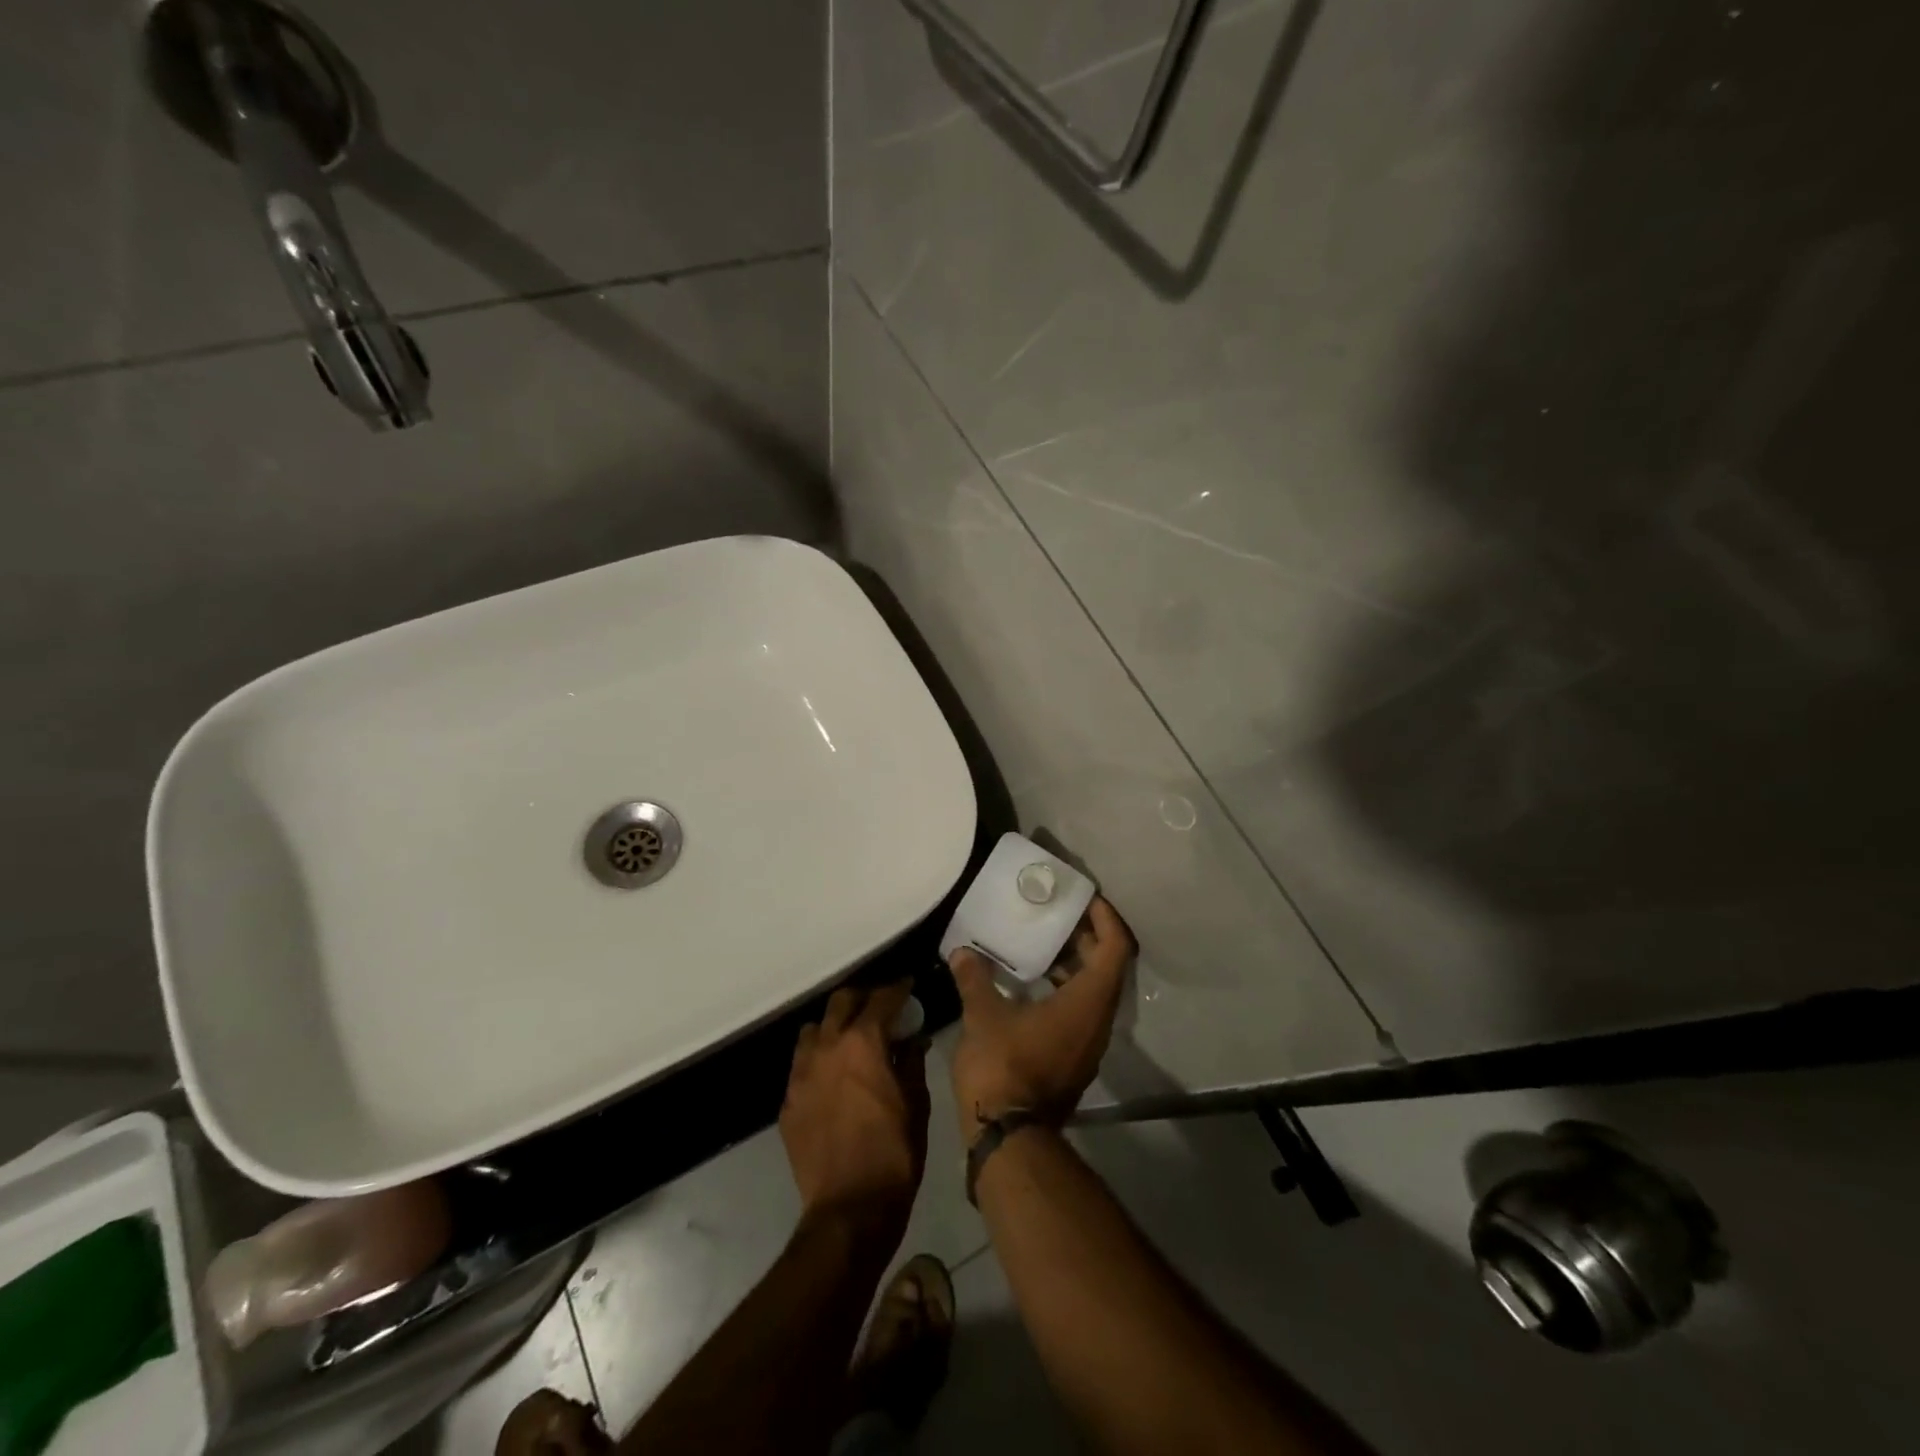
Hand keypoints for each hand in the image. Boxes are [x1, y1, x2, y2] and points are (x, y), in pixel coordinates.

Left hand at [780, 982, 929, 1237]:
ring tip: (850, 1040)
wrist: (850, 1209)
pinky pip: (802, 1065)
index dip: (898, 989)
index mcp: (863, 1042)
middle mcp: (827, 1047)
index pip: (881, 999)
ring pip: (814, 1030)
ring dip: (834, 1027)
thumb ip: (912, 1061)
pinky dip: (819, 1060)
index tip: (908, 987)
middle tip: (880, 1008)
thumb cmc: (894, 1153)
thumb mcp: (916, 1103)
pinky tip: (833, 1079)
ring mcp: (801, 1074)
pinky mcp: (788, 1101)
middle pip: (841, 1002)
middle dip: (863, 999)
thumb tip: (913, 1039)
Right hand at [949, 896, 1135, 1144]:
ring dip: (1074, 965)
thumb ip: (975, 978)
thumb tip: (961, 952)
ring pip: (1093, 992)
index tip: (1084, 899)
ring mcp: (1088, 1045)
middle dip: (1086, 937)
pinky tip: (1030, 984)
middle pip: (1107, 968)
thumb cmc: (1003, 1066)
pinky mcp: (1073, 1060)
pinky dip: (1064, 989)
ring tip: (1041, 943)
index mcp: (1087, 1003)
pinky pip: (1080, 1012)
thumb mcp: (983, 1015)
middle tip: (1057, 914)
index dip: (1105, 918)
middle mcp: (1098, 1022)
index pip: (1114, 948)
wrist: (1007, 1138)